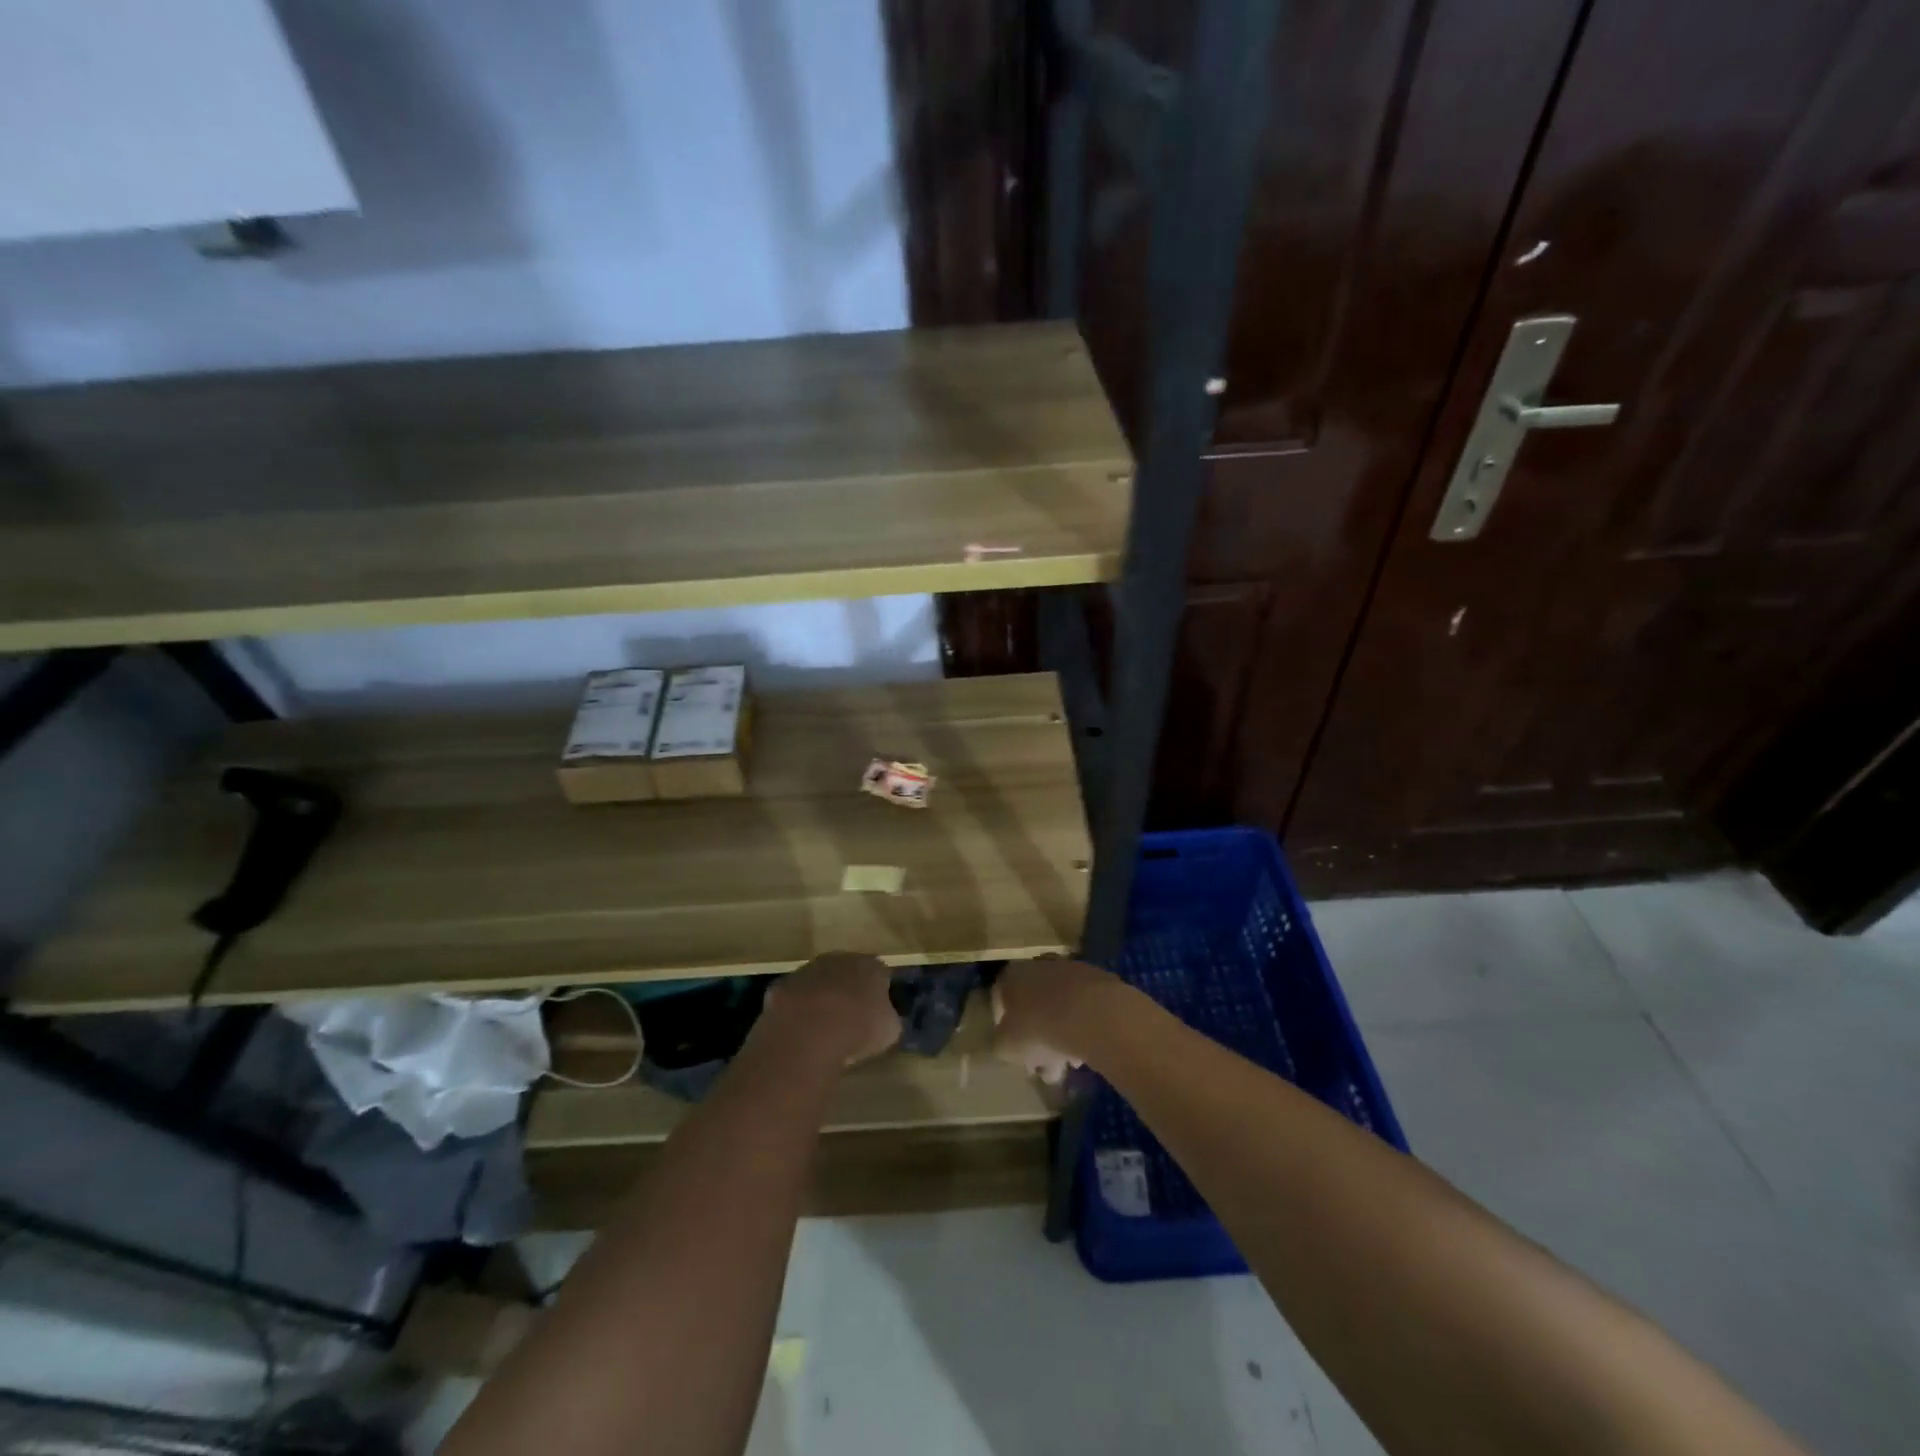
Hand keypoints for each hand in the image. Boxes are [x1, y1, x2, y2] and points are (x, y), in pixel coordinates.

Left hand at [759, 952, 900, 1066]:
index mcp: (871, 966)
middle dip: (848, 991)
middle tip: (849, 1019)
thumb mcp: (889, 1030)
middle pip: (847, 972)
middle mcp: (840, 959)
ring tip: (822, 1030)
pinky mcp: (782, 985)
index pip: (880, 973)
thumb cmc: (859, 1028)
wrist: (809, 1032)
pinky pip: (794, 998)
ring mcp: (808, 969)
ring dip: (821, 999)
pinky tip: (798, 1032)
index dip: (880, 993)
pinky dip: (796, 1011)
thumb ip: (888, 1018)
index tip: (877, 1013)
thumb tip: (884, 1019)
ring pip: (818, 982)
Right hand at [991, 957, 1114, 1084]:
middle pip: (1033, 1005)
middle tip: (1044, 1066)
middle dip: (1038, 1038)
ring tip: (1071, 1065)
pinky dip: (1084, 1028)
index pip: (1000, 999)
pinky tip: (1089, 1052)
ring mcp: (1071, 970)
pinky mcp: (1099, 980)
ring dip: (1063, 1036)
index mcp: (1012, 975)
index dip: (1004, 1028)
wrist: (1093, 1014)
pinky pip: (1084, 1008)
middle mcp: (1039, 965)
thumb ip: (1002, 1044)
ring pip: (1060, 1008)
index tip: (1015, 1053)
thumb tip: (1008, 1044)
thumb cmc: (1039, 1029)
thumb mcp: (1007, 1046)